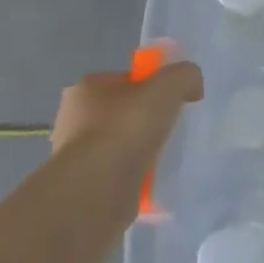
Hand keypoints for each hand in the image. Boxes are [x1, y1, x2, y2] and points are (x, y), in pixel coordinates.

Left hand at [51, 62, 203, 204]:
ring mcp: (74, 153)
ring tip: (163, 156)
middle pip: (123, 111)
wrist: (98, 187)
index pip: (126, 80)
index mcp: (86, 88)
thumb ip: (185, 75)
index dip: (153, 87)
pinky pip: (117, 170)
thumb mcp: (170, 84)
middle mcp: (72, 117)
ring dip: (139, 148)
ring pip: (119, 142)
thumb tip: (191, 87)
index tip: (173, 102)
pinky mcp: (83, 183)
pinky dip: (134, 172)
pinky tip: (150, 177)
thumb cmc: (128, 126)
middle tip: (171, 128)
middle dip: (146, 120)